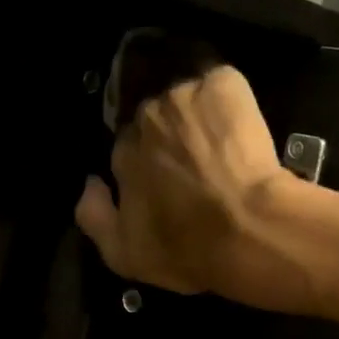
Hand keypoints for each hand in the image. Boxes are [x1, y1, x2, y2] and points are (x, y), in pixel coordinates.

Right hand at [75, 64, 290, 297]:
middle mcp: (146, 117)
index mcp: (122, 153)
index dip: (147, 164)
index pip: (127, 147)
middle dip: (170, 136)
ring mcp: (184, 95)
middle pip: (154, 119)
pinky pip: (220, 85)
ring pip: (186, 98)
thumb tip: (90, 182)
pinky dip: (228, 101)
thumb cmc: (186, 249)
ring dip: (197, 115)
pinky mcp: (223, 84)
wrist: (249, 229)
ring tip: (220, 142)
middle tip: (196, 163)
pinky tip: (241, 127)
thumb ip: (92, 216)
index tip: (166, 181)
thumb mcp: (123, 255)